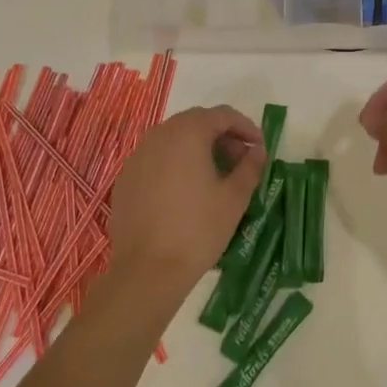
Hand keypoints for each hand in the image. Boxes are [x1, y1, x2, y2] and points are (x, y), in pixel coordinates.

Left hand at [106, 105, 265, 294]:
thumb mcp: (234, 198)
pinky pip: (157, 159)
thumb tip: (257, 151)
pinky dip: (176, 164)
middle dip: (222, 136)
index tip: (259, 147)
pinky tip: (186, 191)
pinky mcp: (126, 178)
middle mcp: (160, 134)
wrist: (147, 270)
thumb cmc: (198, 229)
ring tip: (216, 175)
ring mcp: (138, 156)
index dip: (245, 127)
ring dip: (198, 148)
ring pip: (174, 139)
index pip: (222, 115)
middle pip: (196, 122)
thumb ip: (250, 167)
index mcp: (188, 132)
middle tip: (240, 161)